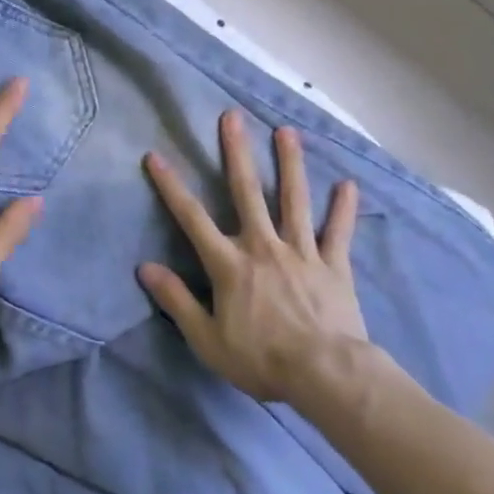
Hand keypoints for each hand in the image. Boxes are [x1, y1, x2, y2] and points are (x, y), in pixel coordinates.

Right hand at [139, 110, 370, 404]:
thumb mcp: (207, 339)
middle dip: (237, 152)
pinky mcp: (333, 265)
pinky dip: (343, 209)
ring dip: (290, 164)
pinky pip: (338, 232)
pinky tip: (348, 184)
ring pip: (294, 200)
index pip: (192, 217)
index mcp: (230, 263)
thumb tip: (145, 268)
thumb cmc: (262, 359)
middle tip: (233, 117)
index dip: (171, 186)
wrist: (327, 376)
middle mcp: (263, 246)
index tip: (156, 156)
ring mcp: (301, 252)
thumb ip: (176, 301)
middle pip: (247, 191)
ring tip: (287, 132)